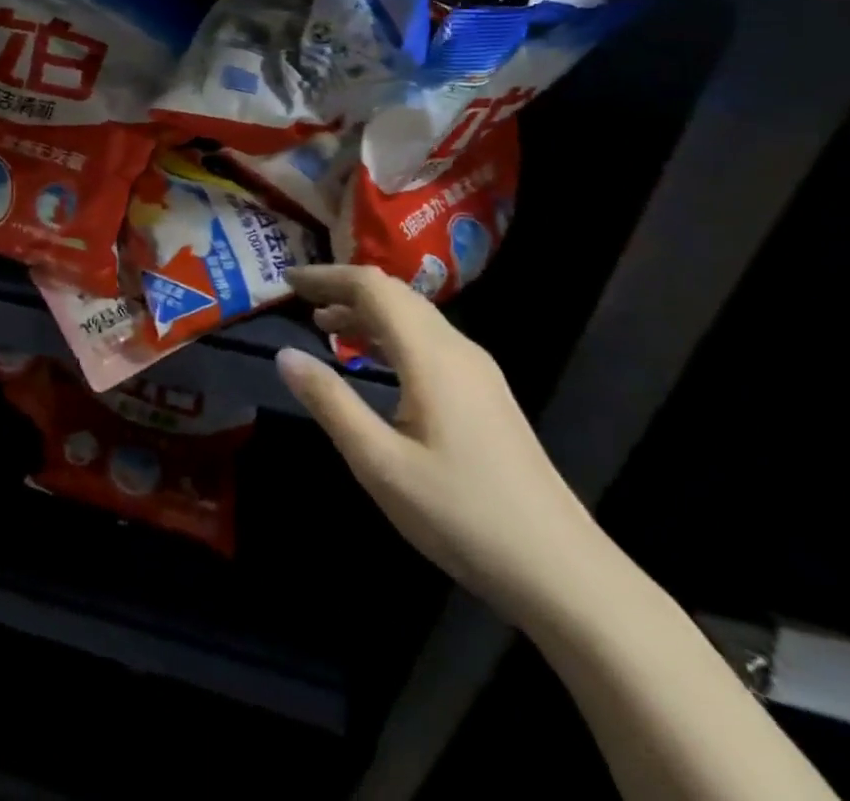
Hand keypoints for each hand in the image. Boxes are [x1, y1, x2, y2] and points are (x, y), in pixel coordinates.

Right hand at [275, 266, 608, 631]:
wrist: (564, 572)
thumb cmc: (463, 516)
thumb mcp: (380, 464)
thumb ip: (330, 403)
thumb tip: (285, 355)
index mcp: (431, 356)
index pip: (372, 287)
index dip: (327, 276)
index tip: (286, 282)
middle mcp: (458, 349)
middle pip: (395, 294)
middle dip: (344, 289)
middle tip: (300, 301)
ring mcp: (478, 372)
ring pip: (414, 317)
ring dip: (367, 312)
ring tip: (325, 326)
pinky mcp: (487, 395)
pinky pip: (428, 340)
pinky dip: (390, 335)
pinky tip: (373, 362)